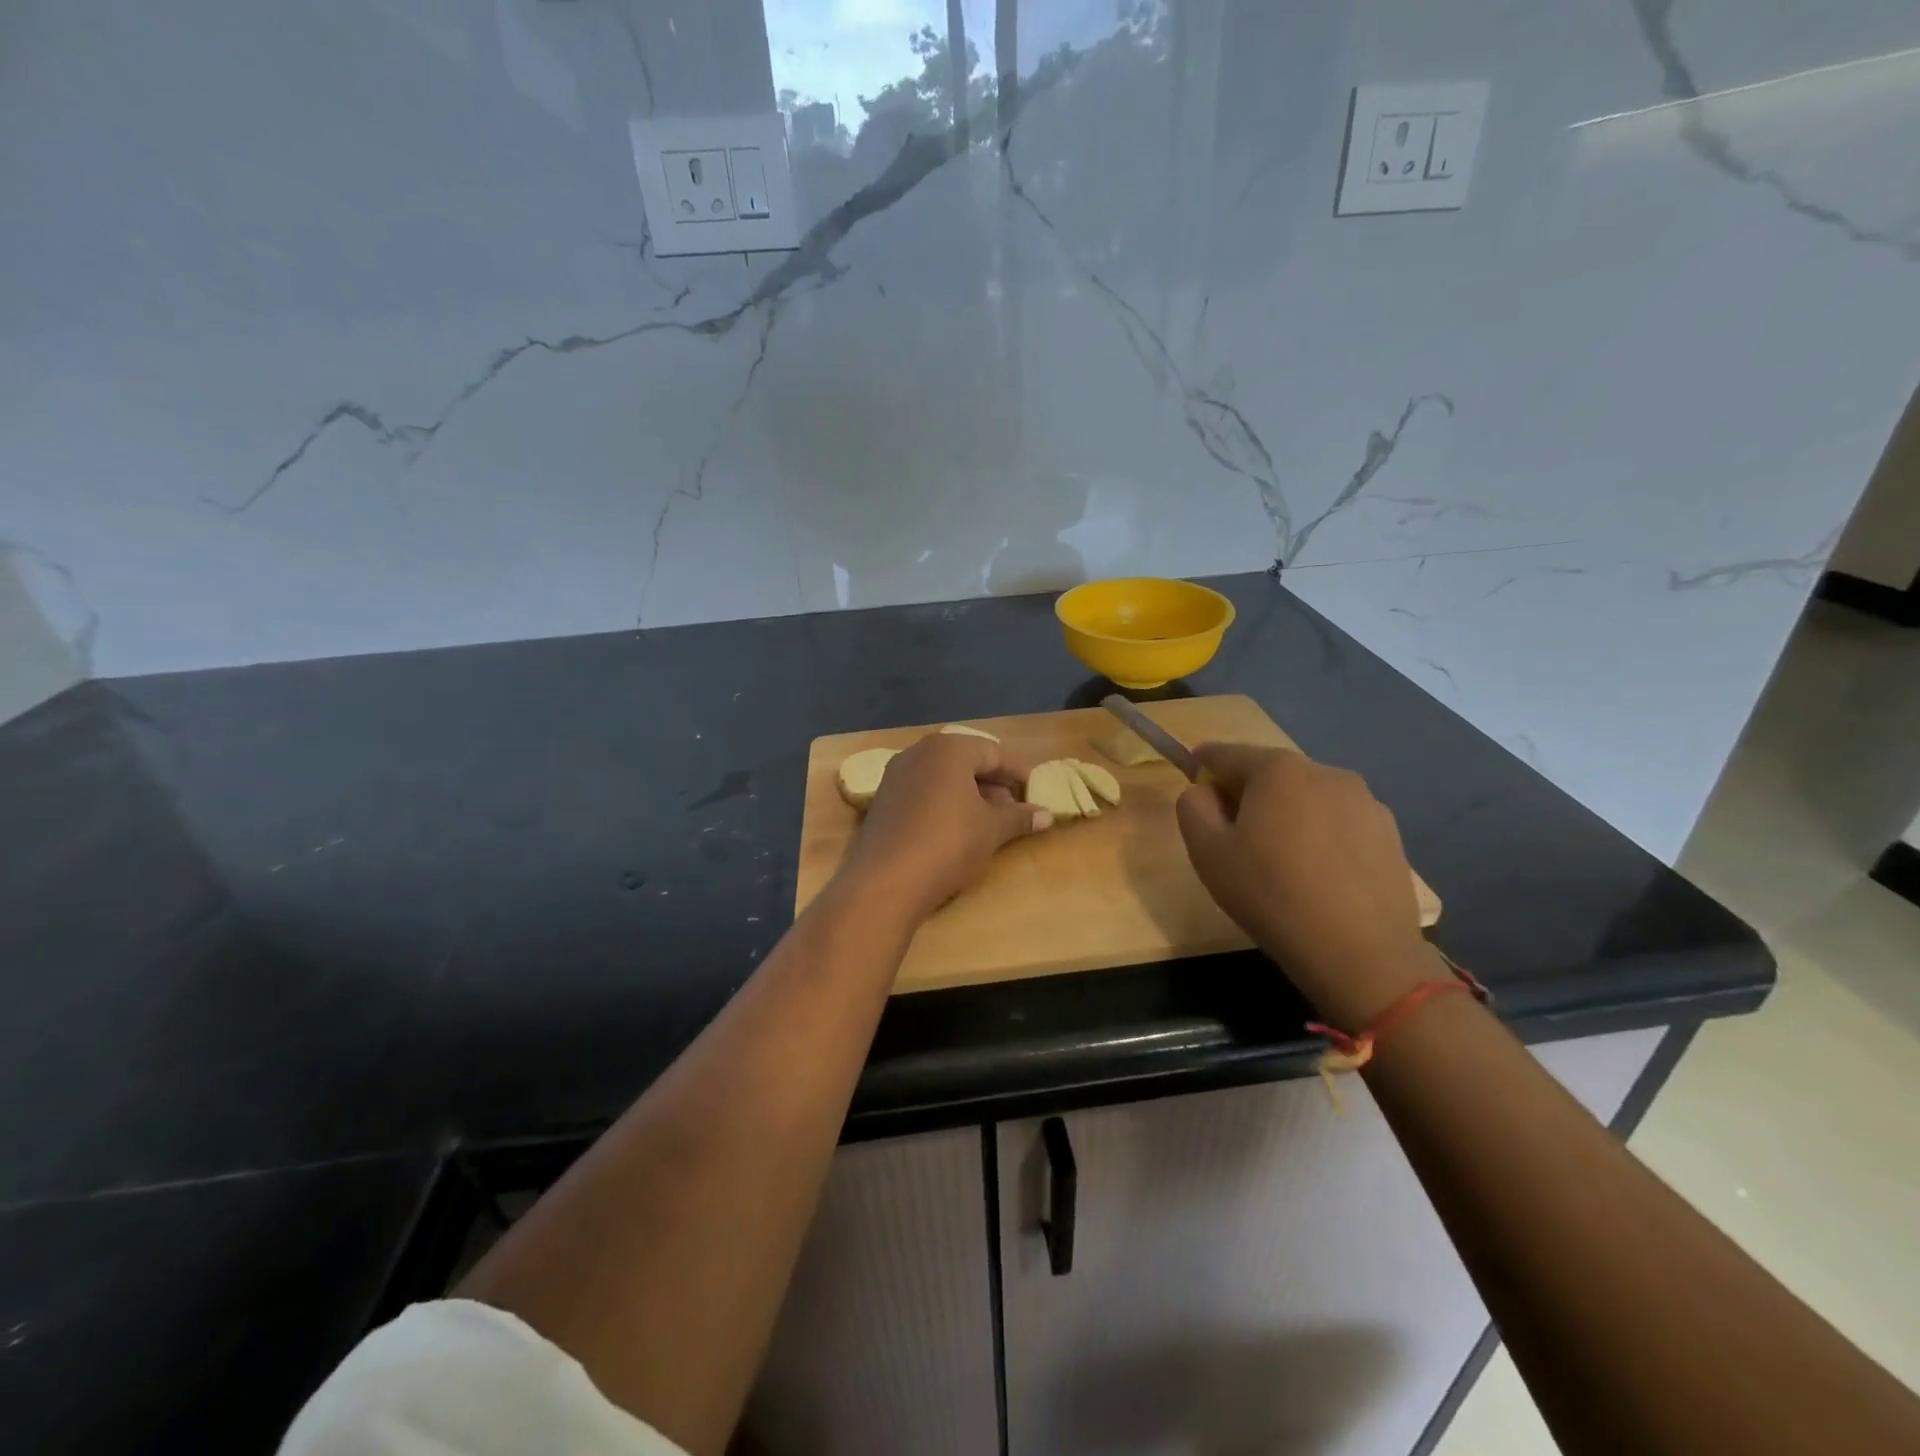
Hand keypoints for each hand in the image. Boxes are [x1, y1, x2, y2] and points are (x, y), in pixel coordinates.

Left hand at [840, 733, 1051, 922]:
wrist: (885, 882)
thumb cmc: (948, 844)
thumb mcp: (992, 830)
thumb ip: (1019, 817)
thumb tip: (1046, 815)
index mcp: (949, 749)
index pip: (994, 752)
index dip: (1018, 773)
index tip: (1036, 793)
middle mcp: (919, 752)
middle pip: (966, 761)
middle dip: (993, 783)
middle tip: (1015, 808)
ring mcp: (896, 775)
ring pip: (943, 777)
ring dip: (969, 794)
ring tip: (990, 821)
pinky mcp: (883, 800)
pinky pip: (923, 792)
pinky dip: (944, 804)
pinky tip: (956, 829)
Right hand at [1176, 743, 1437, 1026]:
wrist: (1360, 952)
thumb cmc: (1271, 895)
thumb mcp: (1207, 852)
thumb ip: (1193, 806)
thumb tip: (1205, 791)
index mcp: (1277, 769)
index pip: (1226, 753)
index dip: (1203, 765)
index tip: (1194, 786)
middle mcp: (1325, 771)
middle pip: (1270, 773)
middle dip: (1246, 794)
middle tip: (1233, 837)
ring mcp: (1365, 801)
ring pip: (1307, 797)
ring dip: (1286, 815)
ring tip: (1280, 862)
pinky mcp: (1389, 833)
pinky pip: (1338, 822)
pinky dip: (1320, 836)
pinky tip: (1317, 876)